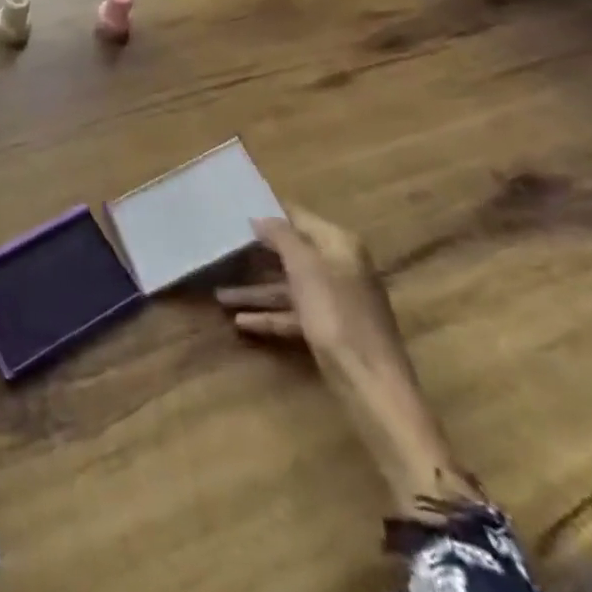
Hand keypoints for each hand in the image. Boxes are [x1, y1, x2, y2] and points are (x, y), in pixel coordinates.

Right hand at [218, 207, 480, 515]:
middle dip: (256, 253)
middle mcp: (339, 266)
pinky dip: (269, 315)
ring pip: (288, 285)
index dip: (269, 212)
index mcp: (339, 244)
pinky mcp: (329, 328)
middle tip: (221, 246)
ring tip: (220, 293)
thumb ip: (281, 237)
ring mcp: (335, 299)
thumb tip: (261, 217)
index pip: (298, 216)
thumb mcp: (305, 267)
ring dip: (256, 290)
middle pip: (291, 252)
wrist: (371, 383)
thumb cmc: (336, 315)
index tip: (235, 208)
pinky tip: (240, 321)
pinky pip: (293, 313)